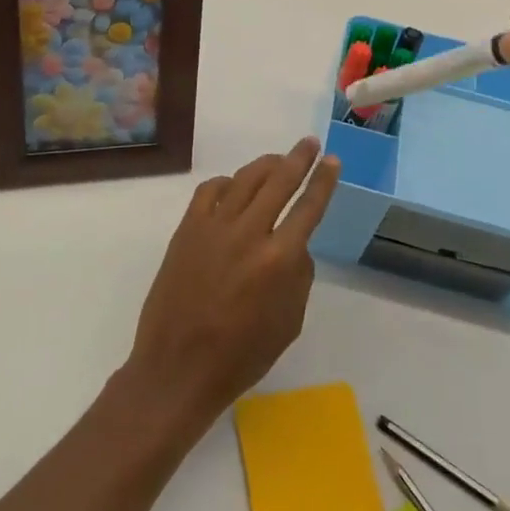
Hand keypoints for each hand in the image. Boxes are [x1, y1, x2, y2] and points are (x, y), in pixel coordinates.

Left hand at [124, 137, 341, 432]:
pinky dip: (227, 183)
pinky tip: (234, 187)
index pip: (309, 207)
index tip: (332, 160)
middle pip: (279, 181)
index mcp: (279, 260)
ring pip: (245, 179)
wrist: (178, 366)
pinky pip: (210, 191)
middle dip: (298, 158)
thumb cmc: (241, 356)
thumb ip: (298, 276)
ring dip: (266, 165)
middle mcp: (249, 233)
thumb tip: (294, 244)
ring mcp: (213, 227)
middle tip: (310, 143)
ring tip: (278, 160)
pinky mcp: (187, 229)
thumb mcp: (289, 322)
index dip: (323, 181)